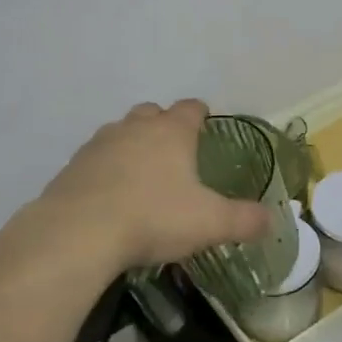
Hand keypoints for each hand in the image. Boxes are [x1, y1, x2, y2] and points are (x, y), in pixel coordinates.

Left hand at [37, 100, 271, 271]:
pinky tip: (110, 195)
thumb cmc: (153, 217)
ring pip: (119, 132)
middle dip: (162, 124)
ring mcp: (98, 145)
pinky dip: (105, 170)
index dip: (199, 113)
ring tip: (141, 173)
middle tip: (173, 150)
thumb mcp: (210, 223)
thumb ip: (244, 220)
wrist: (79, 232)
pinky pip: (94, 159)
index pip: (190, 108)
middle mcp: (134, 128)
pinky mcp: (72, 167)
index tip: (204, 121)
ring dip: (131, 145)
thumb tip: (270, 221)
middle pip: (150, 112)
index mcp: (171, 132)